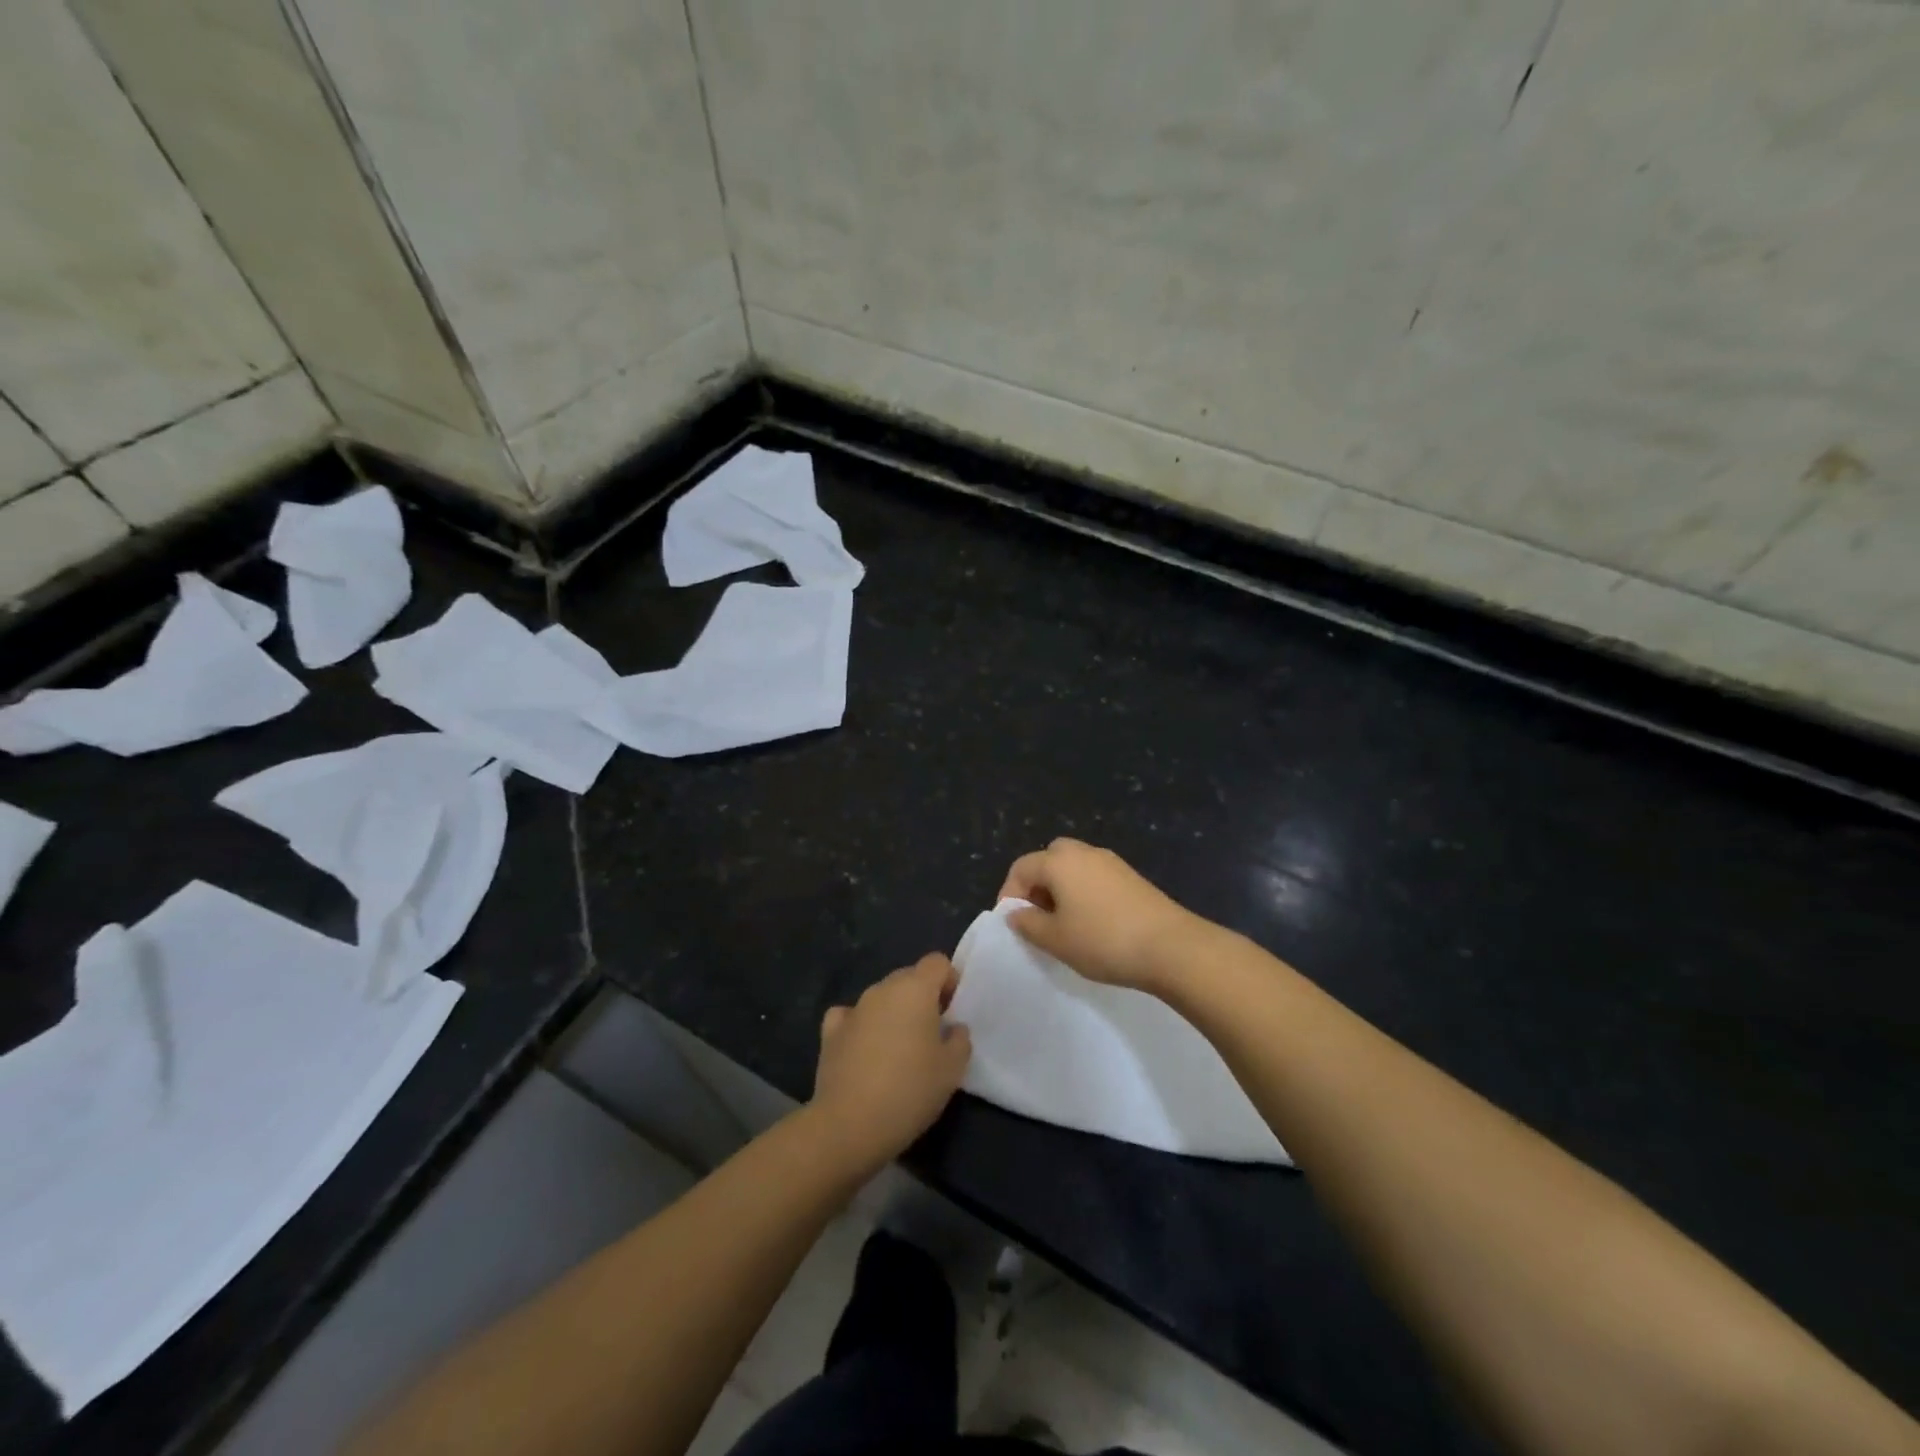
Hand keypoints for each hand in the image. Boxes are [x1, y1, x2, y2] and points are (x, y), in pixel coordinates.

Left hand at [810, 954, 971, 1172]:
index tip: (952, 1010)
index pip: (937, 962)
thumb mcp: (952, 1070)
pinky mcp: (830, 1031)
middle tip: (931, 1033)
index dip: (949, 980)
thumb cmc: (910, 1091)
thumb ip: (960, 1040)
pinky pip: (851, 1016)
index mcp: (915, 989)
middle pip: (908, 977)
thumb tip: (953, 1028)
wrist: (850, 1124)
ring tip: (899, 1049)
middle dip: (922, 997)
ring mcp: (854, 1008)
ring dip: (893, 1012)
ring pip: (881, 997)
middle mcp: (882, 989)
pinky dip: (861, 1026)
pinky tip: (865, 1049)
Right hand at [998, 838, 1208, 992]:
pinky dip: (1084, 892)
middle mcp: (1084, 852)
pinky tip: (1093, 923)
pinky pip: (1095, 876)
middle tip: (1039, 918)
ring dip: (1062, 889)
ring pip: (1073, 867)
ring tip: (1064, 925)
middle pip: (1048, 859)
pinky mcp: (1131, 876)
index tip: (1014, 924)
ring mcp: (1111, 861)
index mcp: (1059, 861)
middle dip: (1037, 886)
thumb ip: (1028, 924)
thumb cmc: (1103, 941)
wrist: (1171, 947)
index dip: (1010, 895)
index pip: (1021, 868)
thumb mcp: (1056, 939)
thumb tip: (1015, 913)